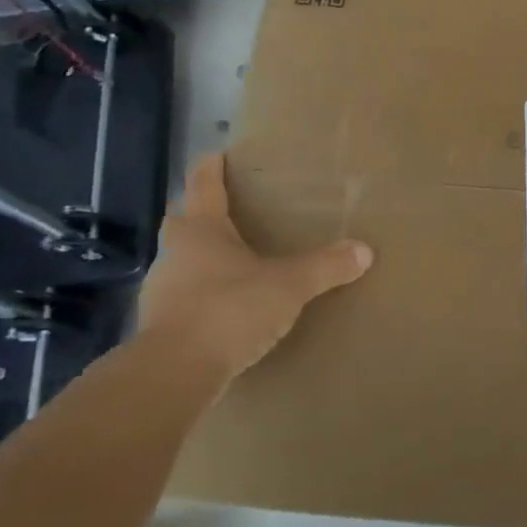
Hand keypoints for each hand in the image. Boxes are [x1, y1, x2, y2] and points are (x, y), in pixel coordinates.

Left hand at [137, 154, 372, 381]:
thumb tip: (364, 250)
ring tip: (237, 266)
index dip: (210, 169)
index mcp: (201, 232)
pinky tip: (228, 310)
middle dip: (202, 217)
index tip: (216, 154)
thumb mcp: (289, 285)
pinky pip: (186, 301)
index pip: (203, 188)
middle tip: (229, 214)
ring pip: (183, 264)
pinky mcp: (162, 328)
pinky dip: (205, 298)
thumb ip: (325, 266)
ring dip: (204, 261)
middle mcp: (175, 255)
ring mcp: (162, 293)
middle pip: (185, 225)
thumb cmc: (230, 309)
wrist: (175, 372)